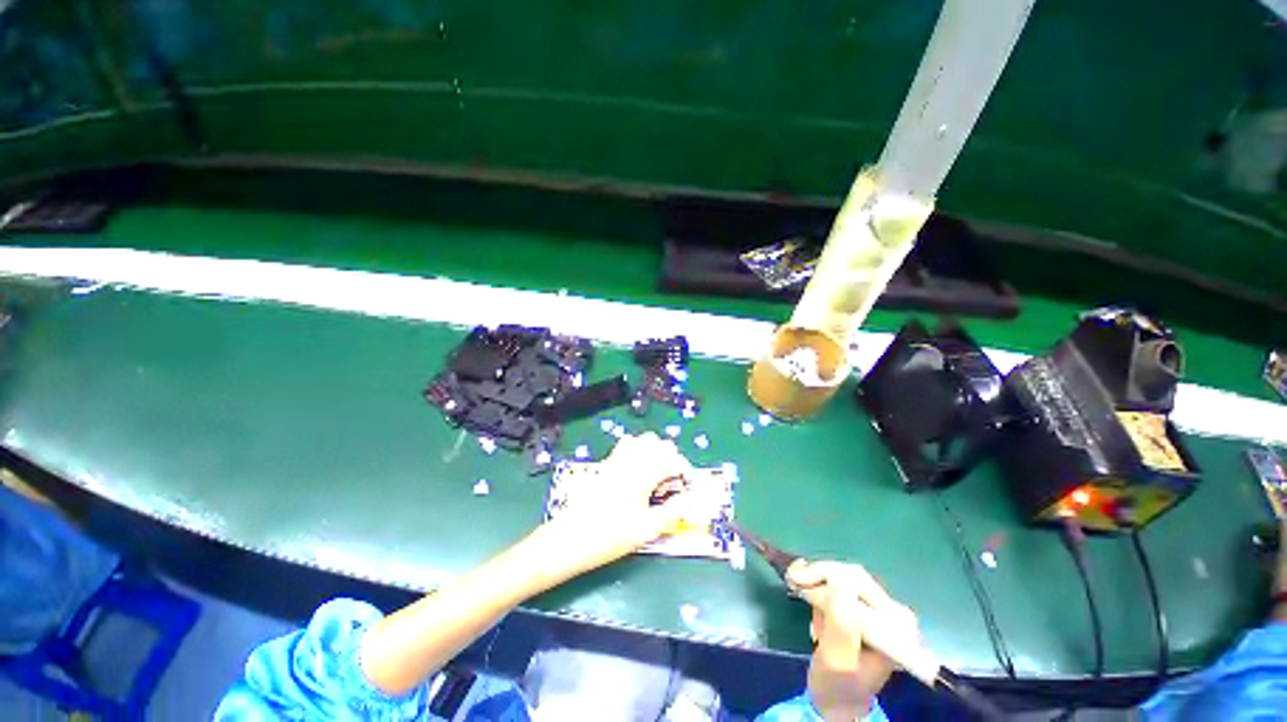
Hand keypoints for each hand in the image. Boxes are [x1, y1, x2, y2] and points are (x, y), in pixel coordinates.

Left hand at [544, 433, 699, 569]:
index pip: (674, 460)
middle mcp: (631, 458)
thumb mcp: (649, 528)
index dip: (685, 473)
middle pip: (661, 444)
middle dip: (671, 461)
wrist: (570, 538)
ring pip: (644, 441)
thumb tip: (691, 499)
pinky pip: (628, 445)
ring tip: (654, 479)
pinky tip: (637, 475)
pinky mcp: (606, 462)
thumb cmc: (611, 535)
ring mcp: (617, 458)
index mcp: (644, 471)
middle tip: (668, 487)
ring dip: (656, 455)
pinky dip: (639, 453)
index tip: (686, 490)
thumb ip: (674, 511)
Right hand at [786, 560, 919, 721]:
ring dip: (818, 585)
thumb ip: (842, 622)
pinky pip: (842, 583)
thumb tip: (838, 578)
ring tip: (803, 600)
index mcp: (894, 627)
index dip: (821, 575)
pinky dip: (821, 588)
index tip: (792, 581)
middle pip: (851, 575)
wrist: (840, 702)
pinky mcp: (870, 608)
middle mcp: (895, 613)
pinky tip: (812, 602)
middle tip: (791, 581)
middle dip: (817, 576)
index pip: (855, 581)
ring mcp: (883, 609)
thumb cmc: (837, 686)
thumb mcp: (837, 659)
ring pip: (843, 577)